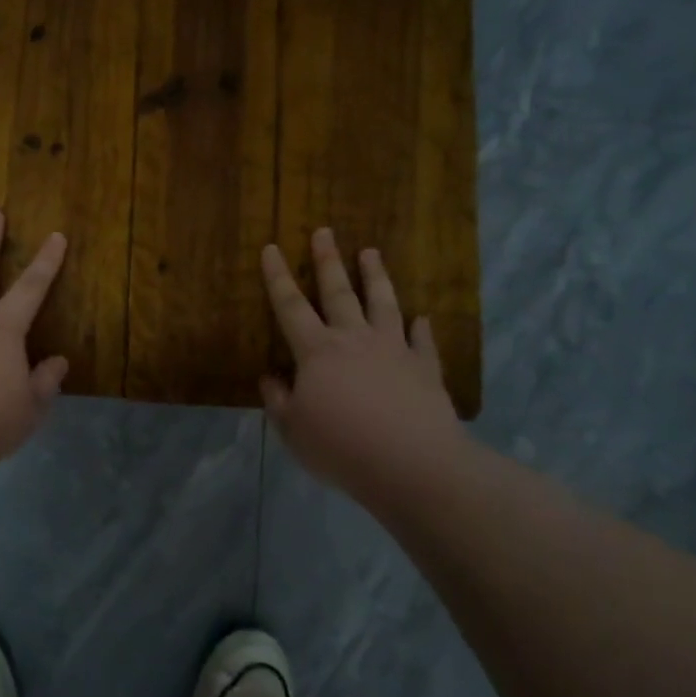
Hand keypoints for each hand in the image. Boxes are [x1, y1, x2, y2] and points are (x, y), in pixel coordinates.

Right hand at [260, 228, 467, 491]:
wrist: (412, 465)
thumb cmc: (342, 447)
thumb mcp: (293, 430)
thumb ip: (278, 401)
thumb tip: (270, 378)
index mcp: (317, 351)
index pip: (290, 306)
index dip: (277, 277)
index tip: (271, 248)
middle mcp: (354, 340)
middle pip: (338, 292)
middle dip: (328, 260)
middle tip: (324, 231)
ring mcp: (393, 350)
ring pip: (382, 303)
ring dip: (375, 276)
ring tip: (371, 252)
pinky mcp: (425, 368)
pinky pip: (422, 341)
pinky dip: (421, 328)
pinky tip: (423, 318)